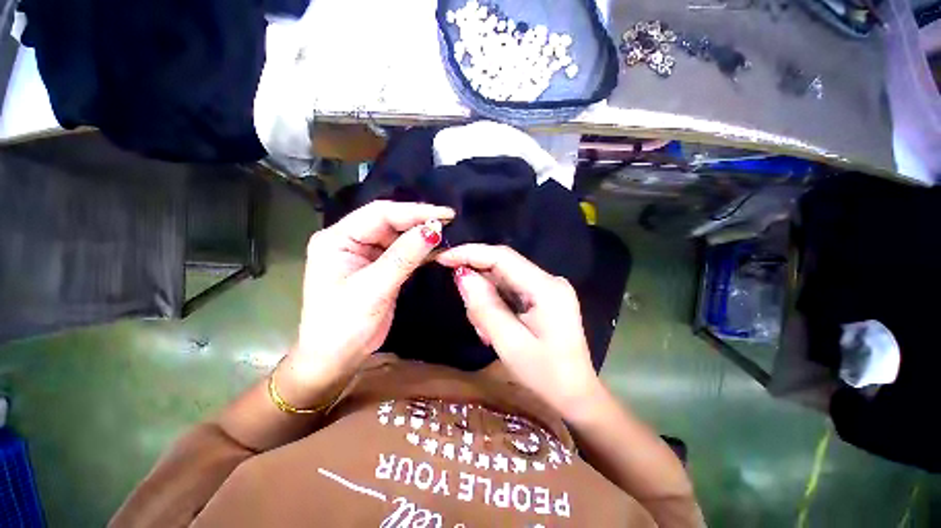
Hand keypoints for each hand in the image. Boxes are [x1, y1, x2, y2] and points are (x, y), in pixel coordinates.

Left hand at [278, 201, 452, 405]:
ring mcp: (365, 254)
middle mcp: (350, 240)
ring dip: (422, 235)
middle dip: (419, 221)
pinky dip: (420, 250)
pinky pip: (402, 252)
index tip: (445, 214)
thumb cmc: (343, 326)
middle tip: (450, 222)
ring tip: (448, 232)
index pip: (379, 214)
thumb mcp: (373, 289)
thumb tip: (433, 230)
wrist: (335, 359)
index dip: (414, 211)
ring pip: (398, 236)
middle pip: (390, 222)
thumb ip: (403, 257)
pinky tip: (437, 248)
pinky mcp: (379, 267)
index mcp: (337, 239)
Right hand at [436, 244, 602, 418]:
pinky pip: (510, 291)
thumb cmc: (545, 375)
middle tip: (470, 315)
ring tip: (486, 331)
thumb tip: (462, 275)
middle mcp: (548, 280)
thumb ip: (485, 307)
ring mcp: (547, 288)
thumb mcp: (510, 344)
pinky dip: (495, 304)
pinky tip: (494, 327)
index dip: (471, 253)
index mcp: (546, 288)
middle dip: (478, 284)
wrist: (575, 394)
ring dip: (486, 299)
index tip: (443, 258)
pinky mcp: (542, 297)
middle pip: (503, 267)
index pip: (503, 257)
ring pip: (503, 280)